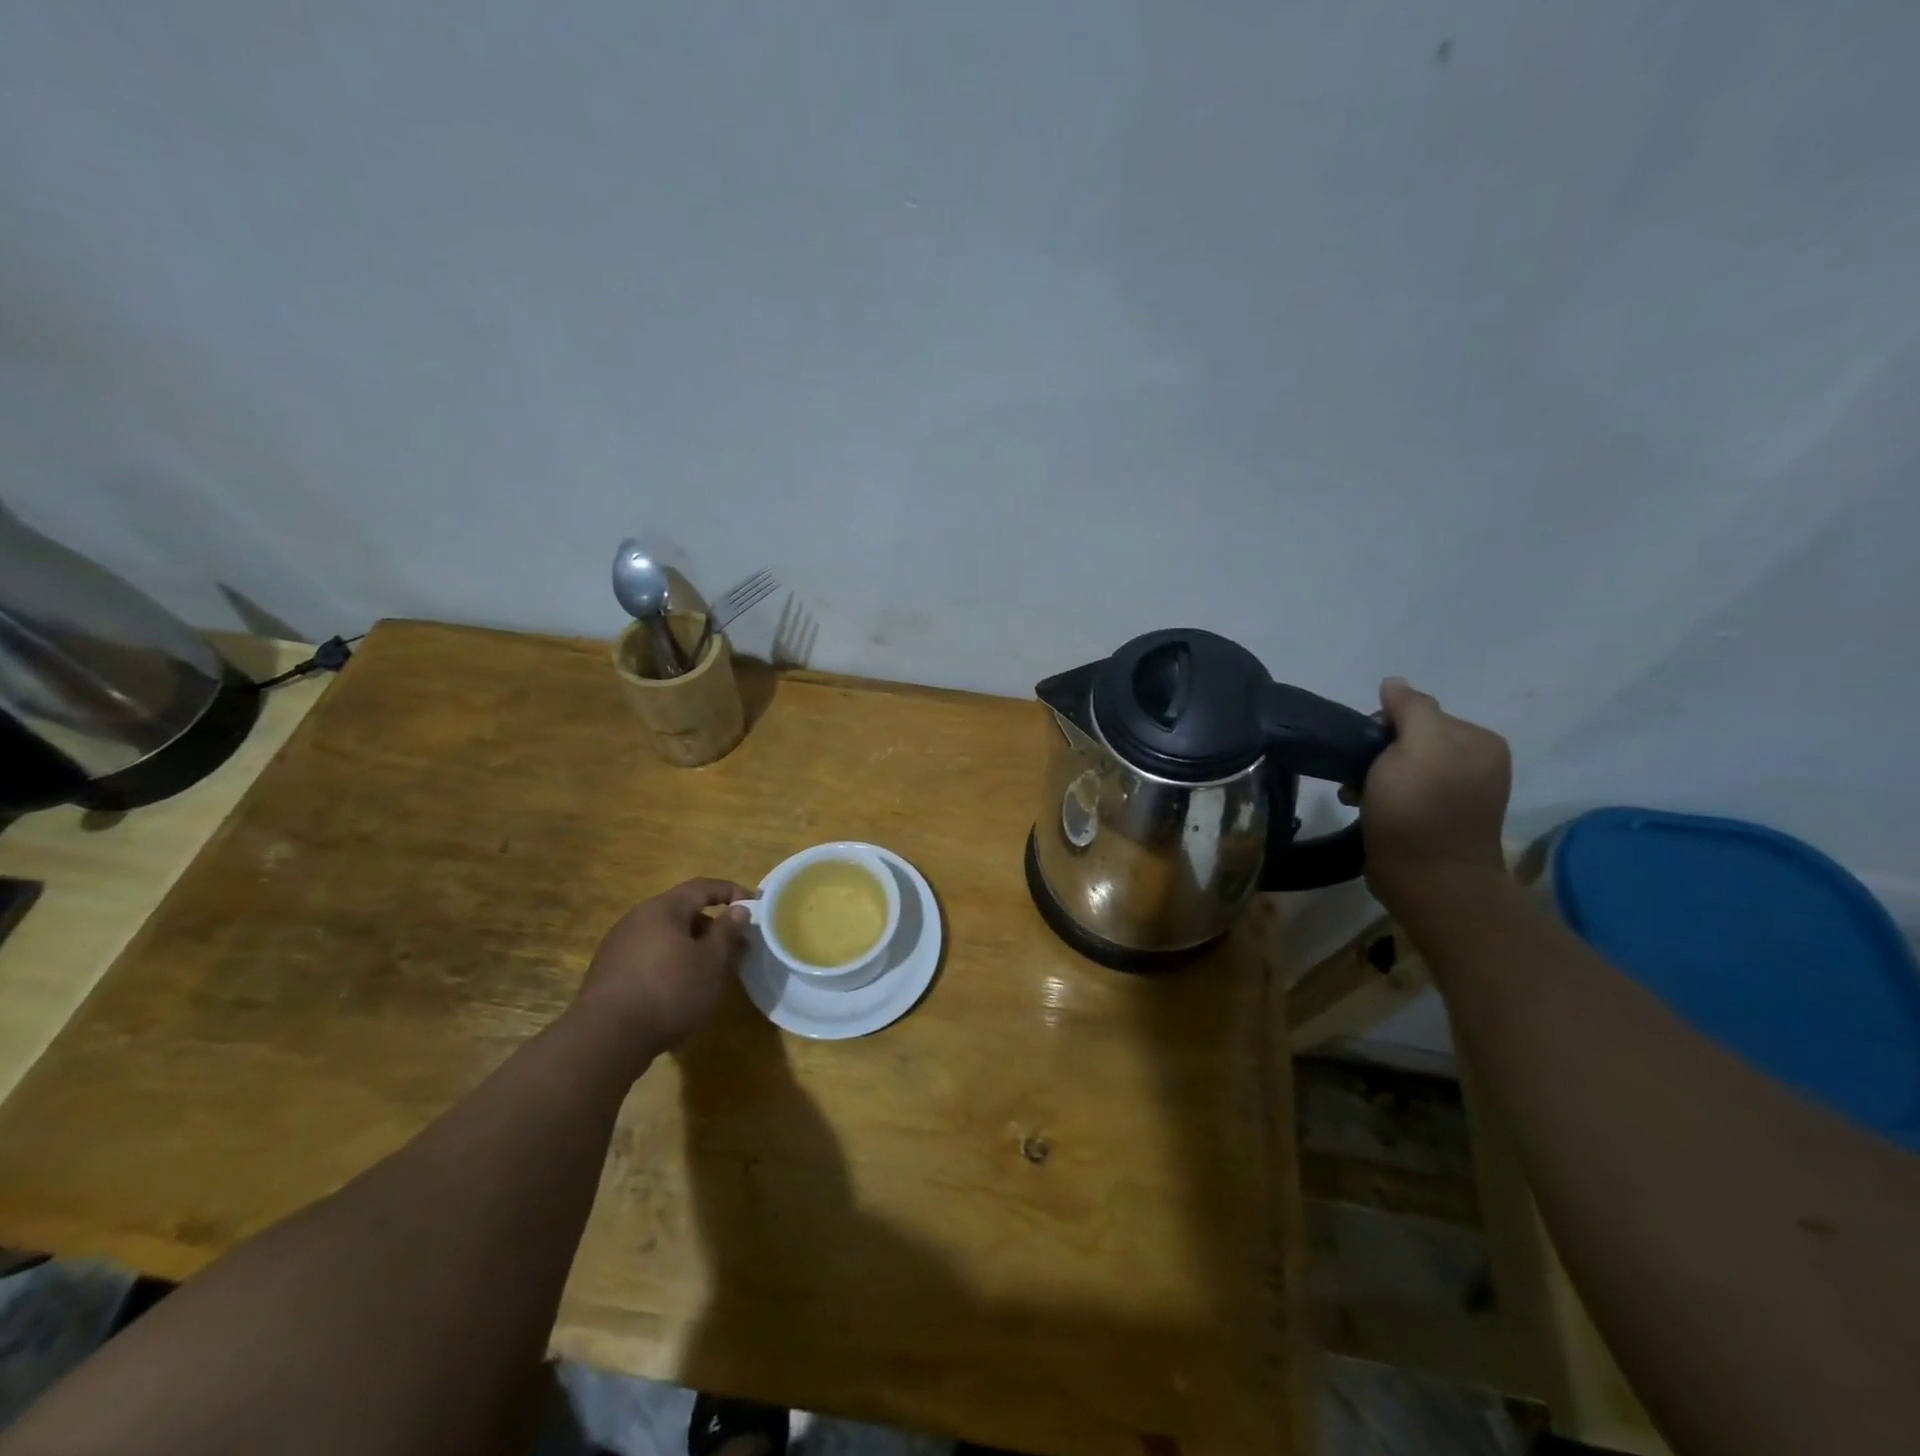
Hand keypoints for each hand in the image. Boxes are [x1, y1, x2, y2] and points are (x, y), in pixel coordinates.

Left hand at [573, 878, 753, 1055]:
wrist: (605, 1039)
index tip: (754, 904)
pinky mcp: (609, 972)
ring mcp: (619, 945)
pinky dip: (671, 961)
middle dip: (712, 925)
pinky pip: (649, 955)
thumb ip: (726, 932)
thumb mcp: (710, 962)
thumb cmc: (669, 991)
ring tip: (711, 970)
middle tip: (735, 945)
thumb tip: (738, 909)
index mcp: (663, 908)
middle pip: (682, 911)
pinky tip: (680, 987)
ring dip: (692, 946)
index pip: (703, 887)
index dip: (731, 891)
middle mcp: (637, 918)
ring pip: (666, 935)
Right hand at [1358, 678, 1511, 909]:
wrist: (1428, 881)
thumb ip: (1410, 708)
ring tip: (1356, 795)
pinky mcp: (1438, 820)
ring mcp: (1460, 794)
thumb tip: (1393, 683)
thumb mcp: (1416, 746)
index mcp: (1479, 741)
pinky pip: (1404, 792)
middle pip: (1411, 739)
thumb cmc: (1420, 809)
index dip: (1384, 725)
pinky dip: (1381, 795)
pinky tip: (1366, 807)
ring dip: (1374, 775)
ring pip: (1403, 766)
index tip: (1365, 750)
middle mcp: (1477, 763)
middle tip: (1358, 776)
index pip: (1420, 712)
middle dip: (1378, 752)